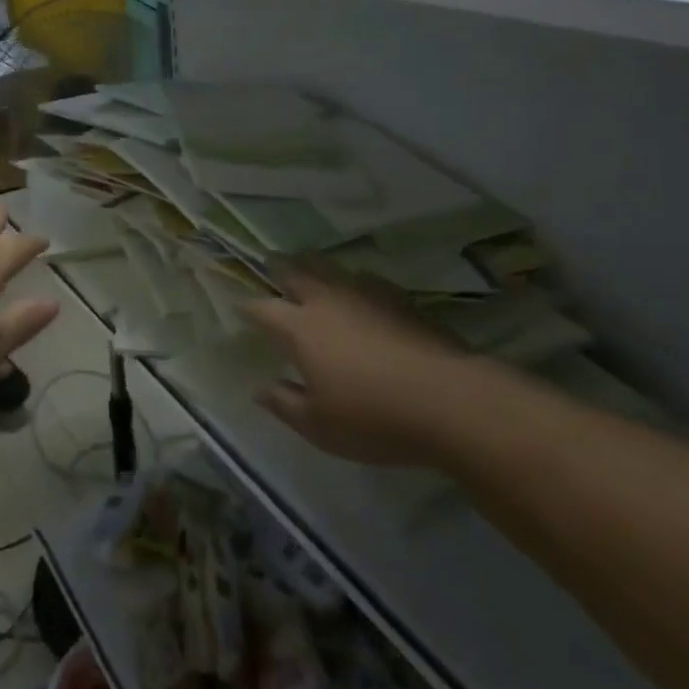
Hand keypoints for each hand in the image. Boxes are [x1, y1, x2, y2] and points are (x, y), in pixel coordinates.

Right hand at [243, 268, 459, 464]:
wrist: (448, 399)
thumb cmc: (373, 417)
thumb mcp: (319, 426)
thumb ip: (285, 404)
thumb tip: (260, 389)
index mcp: (299, 328)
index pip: (263, 308)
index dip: (248, 307)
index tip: (240, 307)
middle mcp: (327, 301)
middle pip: (296, 272)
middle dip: (279, 267)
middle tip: (270, 262)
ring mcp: (365, 294)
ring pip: (331, 269)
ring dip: (314, 265)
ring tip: (308, 264)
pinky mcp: (399, 298)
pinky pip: (365, 278)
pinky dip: (352, 279)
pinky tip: (359, 288)